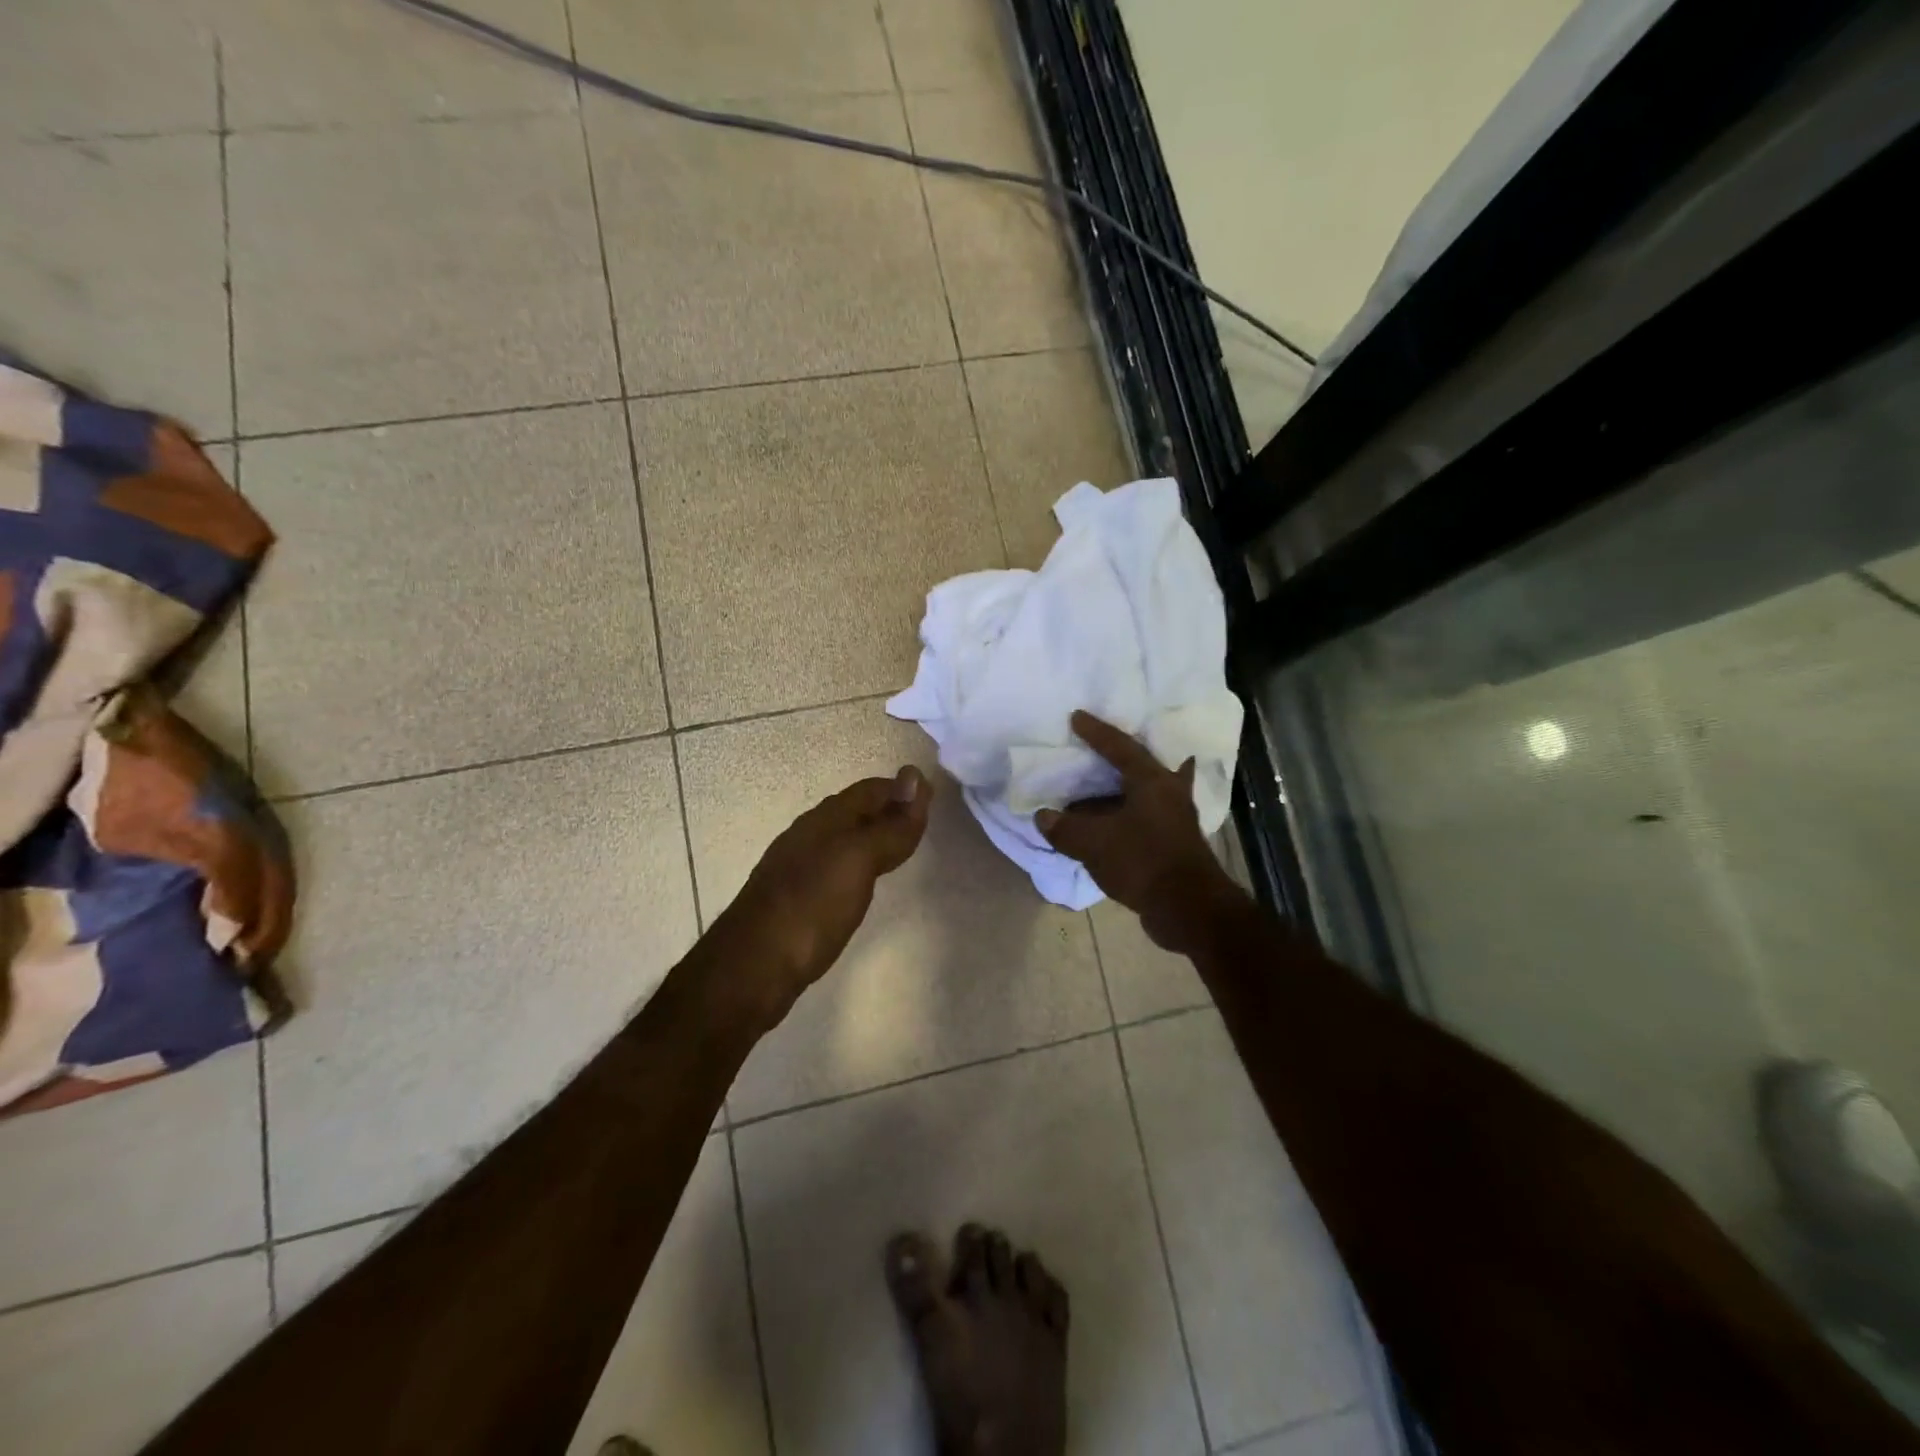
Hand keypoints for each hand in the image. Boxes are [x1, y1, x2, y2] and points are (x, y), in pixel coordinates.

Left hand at [712, 766, 933, 1025]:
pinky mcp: (796, 899)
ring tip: (899, 846)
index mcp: (824, 820)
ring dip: (872, 835)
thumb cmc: (810, 906)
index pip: (869, 790)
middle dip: (887, 809)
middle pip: (855, 811)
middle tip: (922, 820)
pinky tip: (864, 880)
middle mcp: (809, 836)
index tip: (932, 795)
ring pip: (843, 839)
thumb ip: (888, 825)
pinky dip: (858, 863)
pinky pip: (835, 866)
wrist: (753, 967)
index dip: (900, 789)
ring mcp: (798, 868)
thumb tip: (914, 777)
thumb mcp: (857, 860)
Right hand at [1035, 712, 1241, 952]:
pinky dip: (1122, 818)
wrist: (1188, 909)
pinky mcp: (1173, 845)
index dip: (1096, 732)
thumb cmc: (1143, 861)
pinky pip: (1142, 820)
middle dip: (1120, 759)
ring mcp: (1175, 820)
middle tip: (1099, 750)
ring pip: (1143, 795)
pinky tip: (1105, 826)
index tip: (1076, 717)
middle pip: (1141, 767)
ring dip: (1118, 793)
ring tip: (1090, 792)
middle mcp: (1169, 793)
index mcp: (1152, 781)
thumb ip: (1065, 828)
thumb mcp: (1094, 843)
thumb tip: (1043, 816)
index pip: (1120, 747)